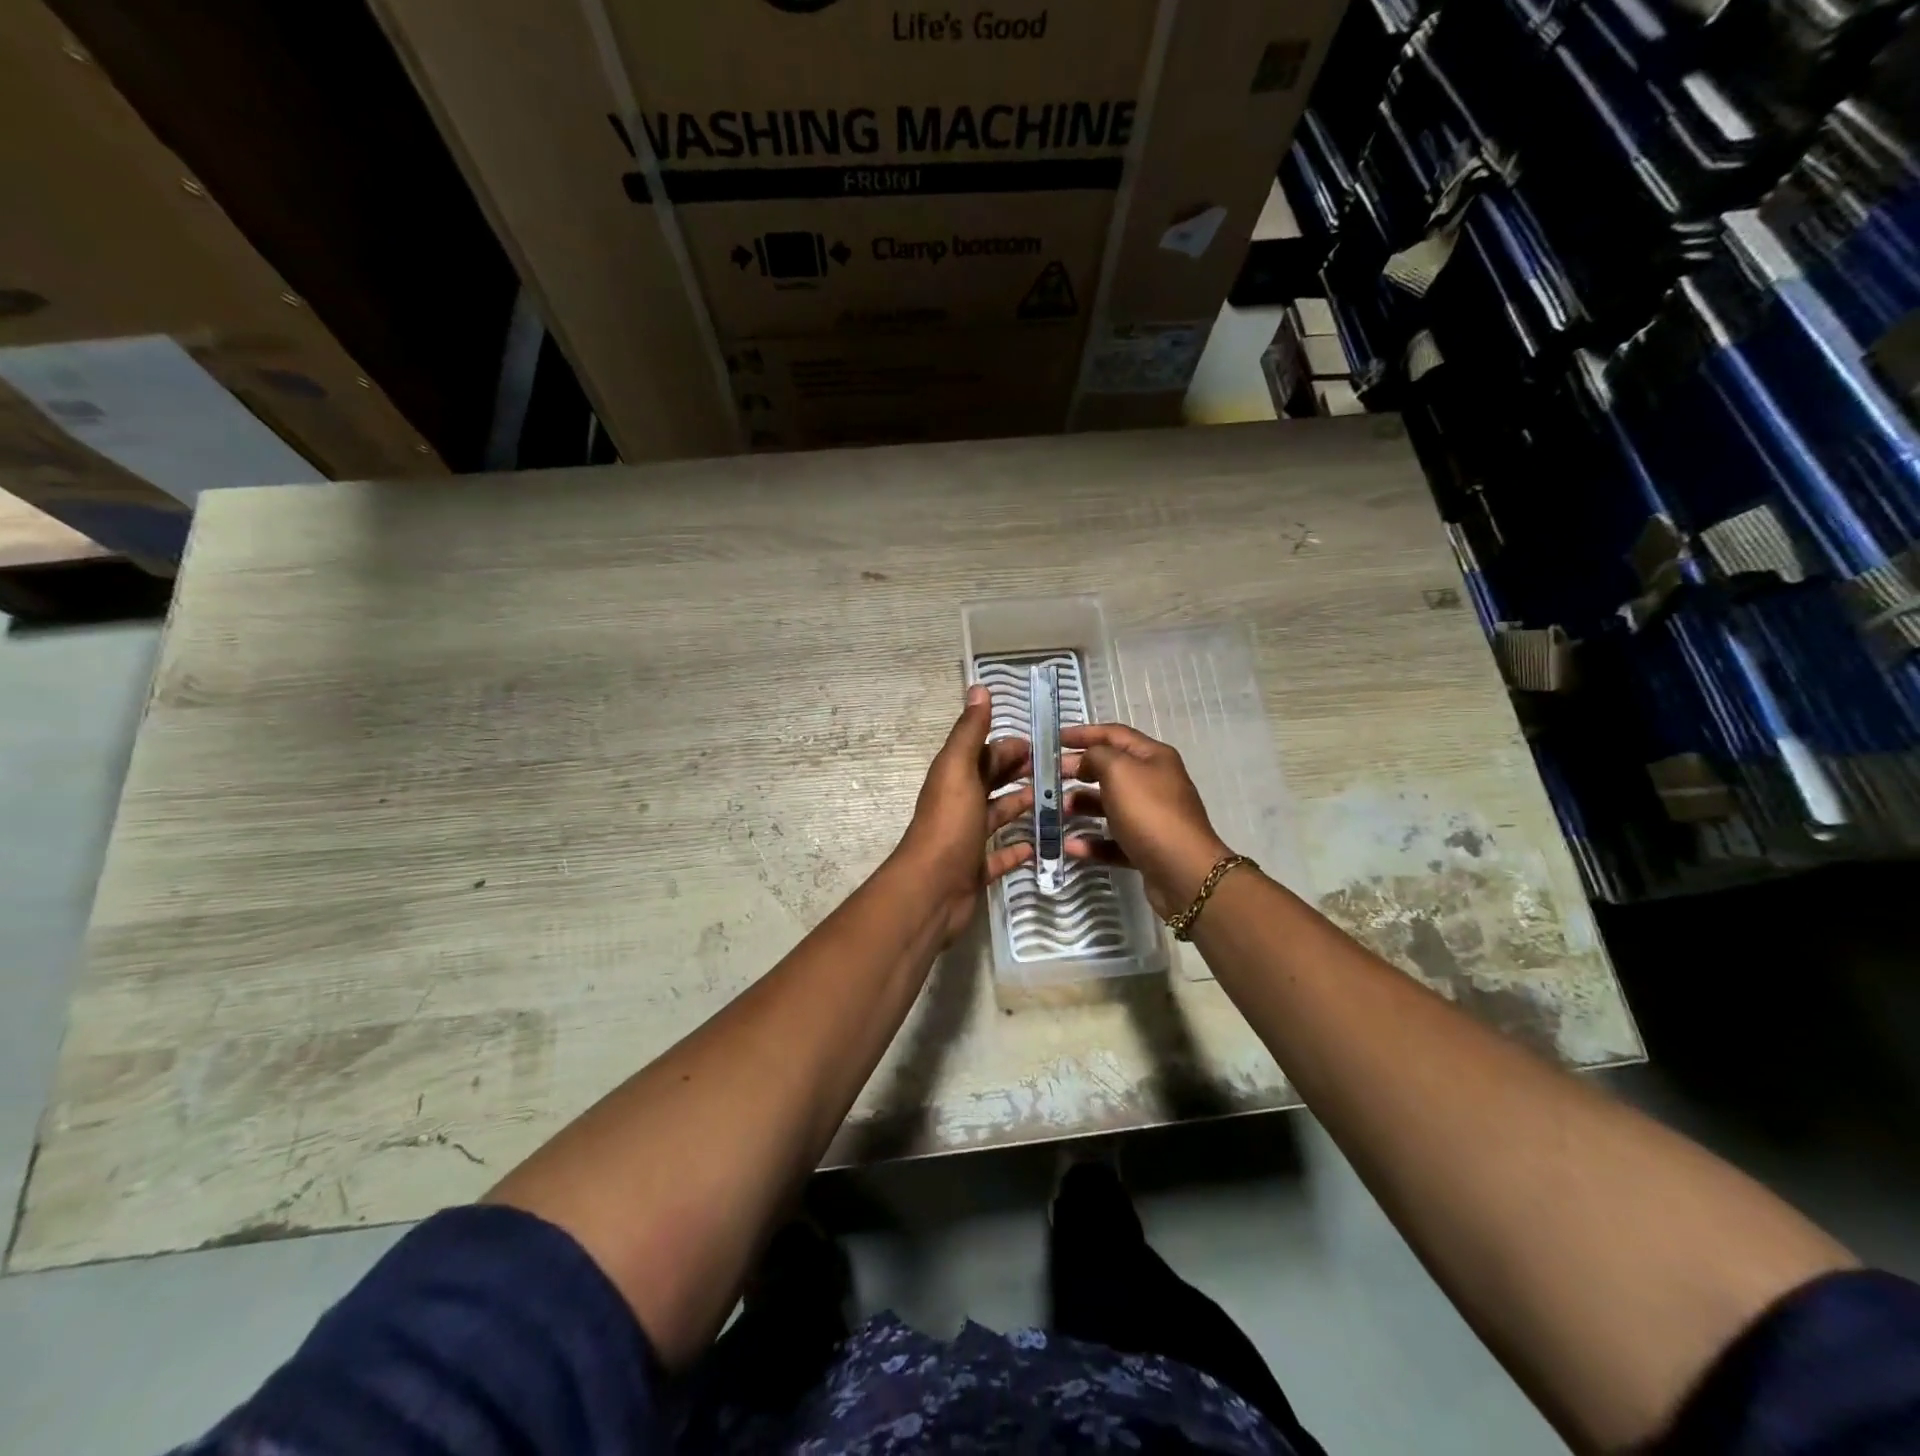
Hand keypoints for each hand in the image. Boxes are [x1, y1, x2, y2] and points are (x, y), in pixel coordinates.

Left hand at [900, 685, 1034, 941]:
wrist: (932, 889)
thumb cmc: (949, 825)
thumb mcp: (959, 770)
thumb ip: (970, 732)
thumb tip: (978, 687)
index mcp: (954, 778)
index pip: (983, 754)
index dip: (1009, 746)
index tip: (1044, 744)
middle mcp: (959, 804)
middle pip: (991, 782)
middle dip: (1018, 772)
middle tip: (1056, 771)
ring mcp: (966, 839)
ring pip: (997, 815)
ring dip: (1021, 806)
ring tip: (1056, 802)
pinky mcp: (975, 869)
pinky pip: (999, 856)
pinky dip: (1016, 850)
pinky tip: (1037, 846)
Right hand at [1061, 723, 1232, 917]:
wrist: (1183, 871)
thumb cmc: (1149, 812)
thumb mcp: (1119, 771)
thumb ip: (1096, 756)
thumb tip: (1087, 760)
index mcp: (1153, 757)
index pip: (1114, 734)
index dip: (1084, 733)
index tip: (1054, 739)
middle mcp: (1154, 783)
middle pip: (1110, 769)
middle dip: (1078, 770)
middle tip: (1048, 776)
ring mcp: (1151, 817)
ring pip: (1109, 805)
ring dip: (1081, 805)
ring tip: (1056, 810)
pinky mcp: (1146, 847)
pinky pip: (1112, 840)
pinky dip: (1091, 841)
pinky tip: (1069, 846)